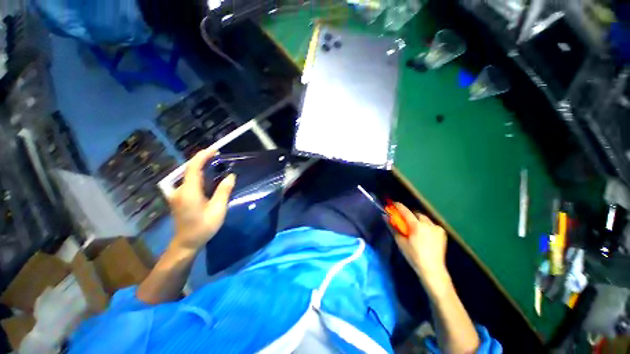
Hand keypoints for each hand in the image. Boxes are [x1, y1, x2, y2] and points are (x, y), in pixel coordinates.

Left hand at [167, 149, 235, 251]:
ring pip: (188, 174)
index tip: (214, 150)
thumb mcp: (218, 209)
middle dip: (202, 159)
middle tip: (218, 155)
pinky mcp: (179, 197)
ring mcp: (177, 194)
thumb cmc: (203, 227)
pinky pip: (188, 180)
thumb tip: (231, 176)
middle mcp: (180, 190)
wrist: (186, 243)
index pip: (193, 168)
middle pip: (189, 169)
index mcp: (189, 192)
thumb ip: (224, 191)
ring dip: (200, 166)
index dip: (202, 156)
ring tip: (214, 162)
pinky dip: (198, 174)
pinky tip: (207, 176)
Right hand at [392, 203, 448, 287]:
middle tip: (404, 222)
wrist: (432, 269)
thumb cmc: (413, 256)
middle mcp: (428, 224)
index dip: (398, 206)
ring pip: (424, 219)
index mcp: (417, 226)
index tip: (393, 204)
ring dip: (418, 220)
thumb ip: (393, 227)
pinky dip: (426, 226)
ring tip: (415, 229)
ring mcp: (437, 228)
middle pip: (416, 213)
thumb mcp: (400, 242)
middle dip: (409, 215)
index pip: (405, 211)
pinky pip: (431, 224)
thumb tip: (385, 216)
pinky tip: (424, 235)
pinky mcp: (442, 232)